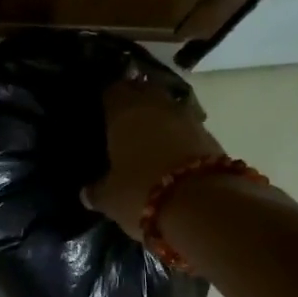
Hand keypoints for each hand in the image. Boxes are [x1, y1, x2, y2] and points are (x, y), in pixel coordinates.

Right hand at [85, 78, 227, 239]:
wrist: (202, 205)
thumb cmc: (142, 192)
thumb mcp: (110, 198)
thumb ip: (97, 191)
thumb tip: (86, 192)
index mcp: (125, 112)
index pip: (113, 91)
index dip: (108, 99)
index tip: (102, 109)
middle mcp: (156, 106)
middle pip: (145, 91)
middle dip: (137, 100)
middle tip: (125, 119)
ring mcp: (188, 118)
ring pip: (169, 108)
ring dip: (161, 117)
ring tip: (150, 136)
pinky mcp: (211, 136)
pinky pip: (188, 128)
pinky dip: (179, 136)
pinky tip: (172, 153)